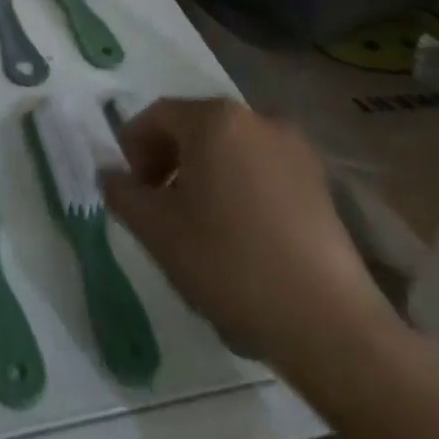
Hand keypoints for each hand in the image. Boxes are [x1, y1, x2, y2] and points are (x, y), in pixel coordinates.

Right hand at [100, 97, 394, 376]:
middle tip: (157, 204)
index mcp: (214, 119)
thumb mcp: (156, 230)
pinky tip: (238, 231)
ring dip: (203, 173)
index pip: (157, 116)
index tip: (130, 189)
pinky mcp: (320, 181)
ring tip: (197, 221)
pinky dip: (238, 185)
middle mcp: (256, 118)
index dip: (133, 147)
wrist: (328, 322)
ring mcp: (295, 148)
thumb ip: (122, 193)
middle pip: (195, 127)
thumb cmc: (229, 262)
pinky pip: (261, 168)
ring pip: (230, 148)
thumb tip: (111, 175)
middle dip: (168, 159)